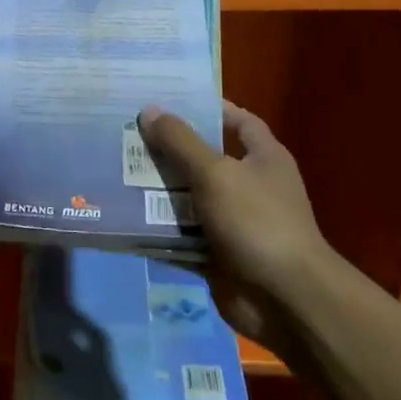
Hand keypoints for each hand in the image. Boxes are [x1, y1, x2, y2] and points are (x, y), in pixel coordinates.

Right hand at [138, 101, 331, 345]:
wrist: (285, 299)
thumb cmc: (257, 221)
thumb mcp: (216, 173)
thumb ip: (181, 142)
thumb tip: (150, 110)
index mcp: (263, 158)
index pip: (238, 121)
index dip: (208, 108)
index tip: (168, 100)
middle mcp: (249, 186)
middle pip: (203, 159)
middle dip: (168, 149)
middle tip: (126, 133)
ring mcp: (232, 222)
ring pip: (187, 198)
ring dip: (156, 190)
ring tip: (115, 170)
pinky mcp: (215, 253)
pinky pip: (180, 235)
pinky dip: (156, 229)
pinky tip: (123, 215)